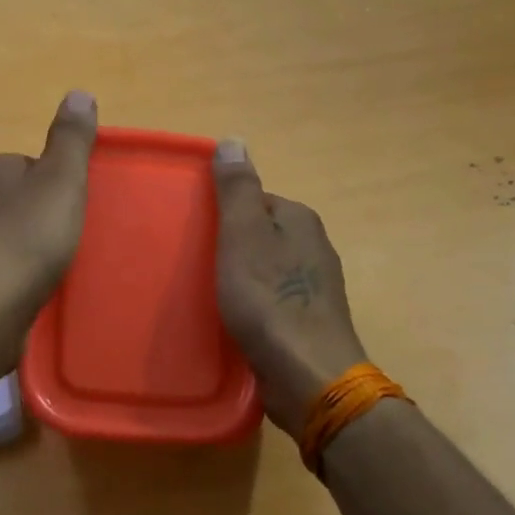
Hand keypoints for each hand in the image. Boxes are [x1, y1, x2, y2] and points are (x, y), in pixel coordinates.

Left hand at [0, 91, 97, 366]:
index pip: (33, 164)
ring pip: (9, 233)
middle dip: (45, 215)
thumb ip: (71, 140)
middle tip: (72, 238)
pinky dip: (18, 273)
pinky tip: (34, 290)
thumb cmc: (28, 241)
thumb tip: (78, 93)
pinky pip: (0, 266)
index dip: (60, 183)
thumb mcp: (62, 181)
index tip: (77, 207)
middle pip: (21, 198)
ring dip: (31, 246)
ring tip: (57, 268)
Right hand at [213, 140, 367, 439]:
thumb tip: (234, 140)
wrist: (308, 374)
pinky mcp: (310, 321)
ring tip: (211, 297)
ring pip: (268, 270)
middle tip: (198, 268)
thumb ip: (237, 190)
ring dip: (242, 278)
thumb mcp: (243, 235)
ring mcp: (316, 287)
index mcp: (301, 220)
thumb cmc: (270, 300)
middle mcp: (315, 247)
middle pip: (263, 235)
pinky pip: (274, 301)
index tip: (199, 234)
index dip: (225, 214)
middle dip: (232, 247)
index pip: (257, 201)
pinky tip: (236, 323)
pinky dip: (254, 306)